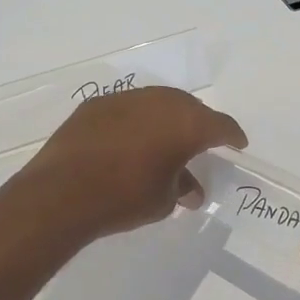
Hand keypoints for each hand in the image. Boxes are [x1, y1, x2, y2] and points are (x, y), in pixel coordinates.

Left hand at [13, 87, 246, 242]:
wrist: (62, 193)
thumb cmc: (125, 198)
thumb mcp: (164, 200)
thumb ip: (182, 188)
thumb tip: (190, 190)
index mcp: (187, 124)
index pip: (220, 126)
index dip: (232, 136)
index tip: (237, 145)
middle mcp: (160, 102)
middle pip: (190, 108)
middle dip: (199, 124)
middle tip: (201, 142)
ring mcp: (126, 99)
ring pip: (157, 103)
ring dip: (166, 119)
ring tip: (165, 140)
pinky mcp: (96, 104)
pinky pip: (128, 108)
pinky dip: (136, 121)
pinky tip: (129, 140)